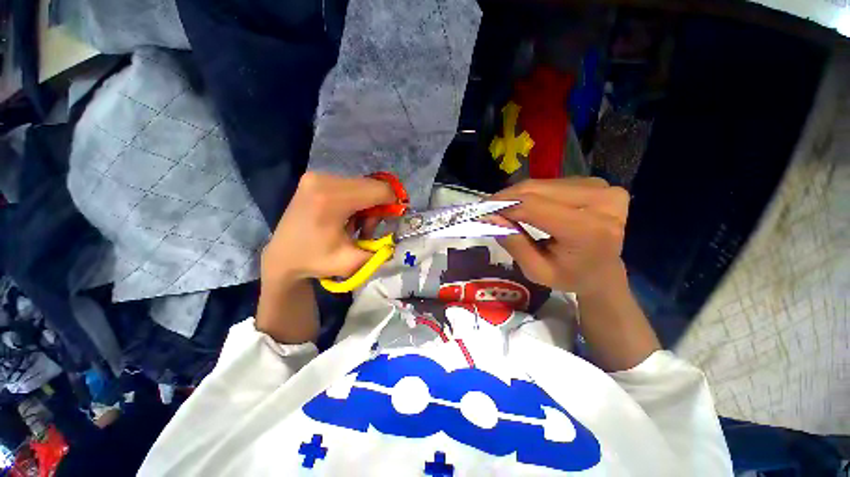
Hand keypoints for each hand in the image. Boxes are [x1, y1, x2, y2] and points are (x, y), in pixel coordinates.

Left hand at [261, 172, 395, 285]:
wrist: (282, 257)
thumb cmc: (315, 261)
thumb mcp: (352, 263)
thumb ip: (381, 251)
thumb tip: (398, 238)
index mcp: (331, 199)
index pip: (379, 190)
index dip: (393, 204)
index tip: (392, 221)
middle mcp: (323, 180)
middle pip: (372, 186)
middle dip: (378, 207)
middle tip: (367, 229)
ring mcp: (317, 176)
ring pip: (363, 185)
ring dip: (367, 205)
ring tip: (355, 226)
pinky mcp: (315, 178)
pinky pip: (350, 185)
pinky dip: (356, 201)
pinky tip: (346, 217)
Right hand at [491, 178, 629, 296]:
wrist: (604, 271)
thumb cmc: (570, 277)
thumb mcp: (536, 270)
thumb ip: (514, 243)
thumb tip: (490, 217)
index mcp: (589, 231)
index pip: (535, 207)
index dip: (504, 206)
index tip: (482, 210)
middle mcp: (602, 201)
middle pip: (537, 190)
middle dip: (507, 198)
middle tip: (487, 207)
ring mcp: (602, 188)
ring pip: (542, 184)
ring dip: (517, 195)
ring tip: (502, 208)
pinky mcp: (596, 182)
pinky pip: (551, 184)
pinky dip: (531, 193)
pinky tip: (523, 205)